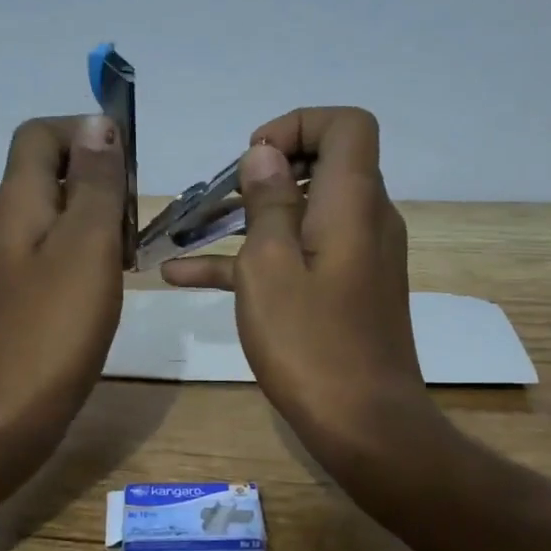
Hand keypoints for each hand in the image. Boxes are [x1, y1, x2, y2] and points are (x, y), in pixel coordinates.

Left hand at [0, 114, 126, 456]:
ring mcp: (19, 261)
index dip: (83, 131)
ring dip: (101, 213)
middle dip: (100, 174)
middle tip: (137, 210)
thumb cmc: (54, 326)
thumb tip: (98, 123)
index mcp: (21, 201)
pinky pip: (64, 250)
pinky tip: (117, 276)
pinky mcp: (31, 293)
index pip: (39, 133)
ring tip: (135, 243)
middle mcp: (14, 222)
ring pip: (62, 211)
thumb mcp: (86, 244)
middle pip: (53, 168)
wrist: (9, 412)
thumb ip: (94, 183)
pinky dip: (94, 249)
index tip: (127, 162)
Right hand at [160, 107, 434, 464]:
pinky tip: (186, 276)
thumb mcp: (270, 267)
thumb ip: (268, 203)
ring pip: (303, 212)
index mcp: (352, 202)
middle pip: (323, 164)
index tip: (252, 159)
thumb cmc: (311, 344)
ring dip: (249, 215)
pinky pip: (299, 255)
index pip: (347, 125)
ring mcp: (356, 256)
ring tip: (188, 228)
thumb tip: (265, 154)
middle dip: (265, 169)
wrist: (364, 426)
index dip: (297, 125)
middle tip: (220, 195)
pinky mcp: (345, 289)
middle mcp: (364, 219)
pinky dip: (254, 257)